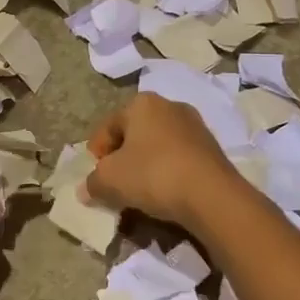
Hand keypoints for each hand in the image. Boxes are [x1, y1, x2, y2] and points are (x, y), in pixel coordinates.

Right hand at [84, 92, 244, 230]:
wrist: (212, 196)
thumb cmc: (152, 174)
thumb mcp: (109, 180)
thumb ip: (92, 182)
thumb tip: (86, 189)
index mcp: (141, 103)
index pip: (108, 127)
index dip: (96, 152)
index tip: (96, 176)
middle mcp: (169, 106)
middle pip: (134, 133)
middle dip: (122, 157)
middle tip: (116, 182)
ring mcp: (195, 125)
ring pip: (157, 146)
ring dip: (146, 165)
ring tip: (140, 191)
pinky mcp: (213, 148)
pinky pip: (179, 158)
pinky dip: (168, 171)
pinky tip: (165, 192)